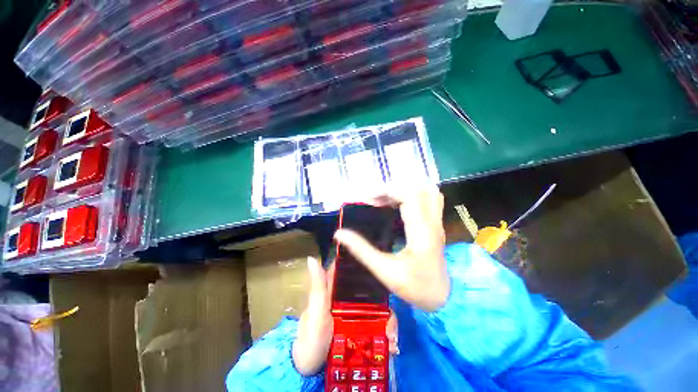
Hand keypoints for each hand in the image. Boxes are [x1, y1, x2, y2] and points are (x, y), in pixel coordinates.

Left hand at [292, 259, 399, 375]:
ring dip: (388, 317)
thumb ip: (318, 286)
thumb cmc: (311, 337)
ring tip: (392, 333)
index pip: (348, 269)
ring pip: (377, 306)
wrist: (312, 370)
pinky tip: (391, 341)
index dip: (361, 262)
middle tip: (392, 305)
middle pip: (368, 287)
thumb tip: (312, 258)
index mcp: (334, 289)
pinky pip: (378, 323)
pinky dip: (387, 329)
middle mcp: (348, 298)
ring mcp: (357, 313)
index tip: (377, 259)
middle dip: (382, 294)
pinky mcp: (363, 327)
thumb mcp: (315, 311)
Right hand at [334, 187, 449, 311]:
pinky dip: (412, 195)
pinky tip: (397, 205)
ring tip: (385, 199)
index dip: (387, 191)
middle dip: (392, 189)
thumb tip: (339, 234)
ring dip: (404, 190)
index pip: (409, 196)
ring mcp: (437, 222)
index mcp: (421, 233)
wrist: (442, 298)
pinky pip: (429, 199)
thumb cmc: (415, 288)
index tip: (368, 199)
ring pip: (426, 191)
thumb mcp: (385, 271)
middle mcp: (432, 223)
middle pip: (417, 189)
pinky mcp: (436, 224)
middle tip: (374, 200)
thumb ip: (361, 250)